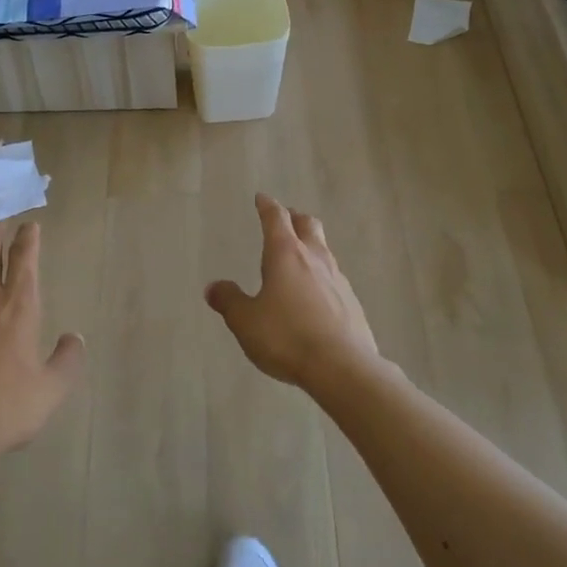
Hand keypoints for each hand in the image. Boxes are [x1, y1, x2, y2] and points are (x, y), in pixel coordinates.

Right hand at [204, 194, 378, 391]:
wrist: (343, 367)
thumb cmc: (287, 337)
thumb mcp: (246, 322)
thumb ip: (229, 301)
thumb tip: (213, 287)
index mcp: (286, 254)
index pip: (276, 218)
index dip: (267, 206)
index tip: (261, 198)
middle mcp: (315, 258)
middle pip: (308, 225)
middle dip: (295, 218)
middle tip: (285, 219)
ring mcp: (338, 279)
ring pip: (324, 250)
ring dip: (311, 246)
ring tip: (299, 258)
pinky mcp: (352, 302)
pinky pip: (334, 278)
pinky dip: (321, 276)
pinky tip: (315, 295)